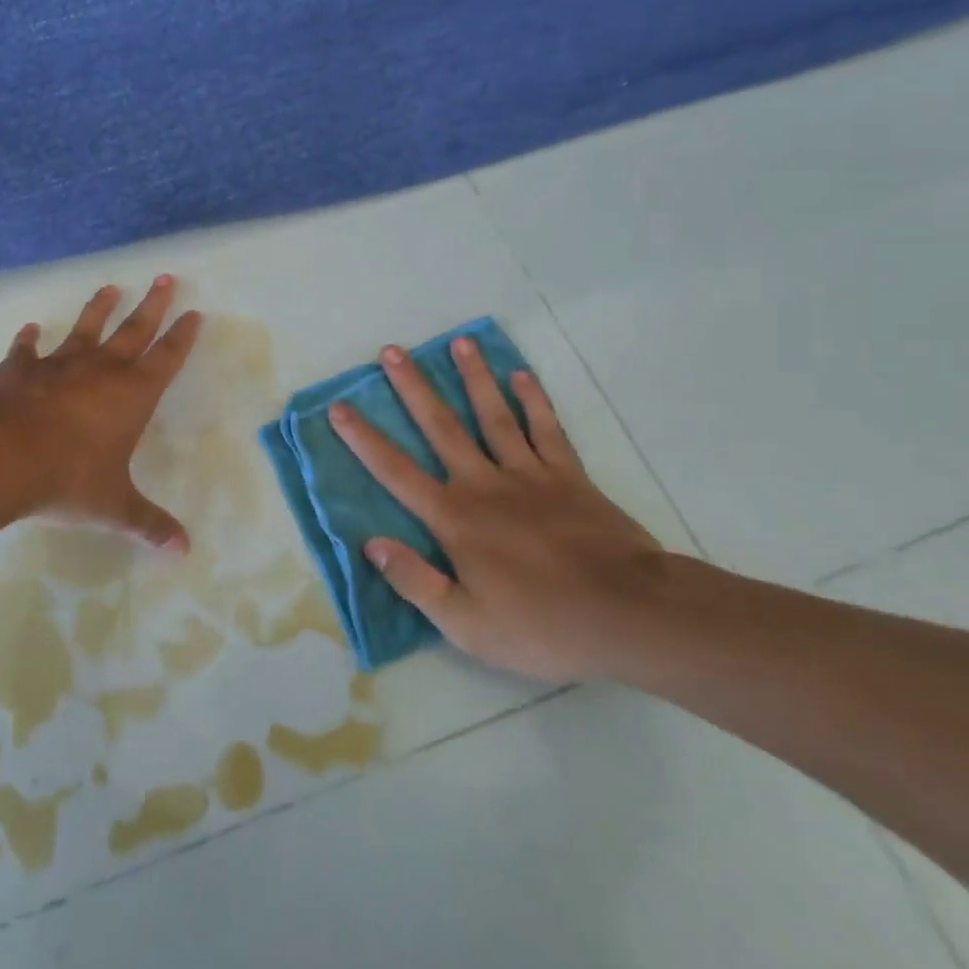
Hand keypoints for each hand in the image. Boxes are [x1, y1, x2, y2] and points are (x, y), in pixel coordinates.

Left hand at [0, 277, 202, 550]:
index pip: (166, 359)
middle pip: (133, 330)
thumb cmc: (67, 480)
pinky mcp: (18, 370)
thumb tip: (183, 552)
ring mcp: (57, 366)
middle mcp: (100, 371)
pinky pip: (27, 351)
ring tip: (110, 288)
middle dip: (152, 305)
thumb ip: (147, 524)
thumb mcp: (113, 507)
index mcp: (131, 396)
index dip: (182, 336)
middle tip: (164, 278)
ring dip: (98, 309)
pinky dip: (28, 341)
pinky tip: (30, 330)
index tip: (194, 312)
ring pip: (85, 329)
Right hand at [330, 335, 664, 681]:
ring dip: (474, 378)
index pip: (396, 472)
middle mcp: (484, 484)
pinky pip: (547, 430)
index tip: (338, 407)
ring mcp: (530, 475)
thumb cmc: (542, 626)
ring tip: (460, 343)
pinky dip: (534, 401)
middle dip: (412, 387)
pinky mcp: (569, 477)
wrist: (630, 615)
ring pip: (494, 415)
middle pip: (441, 426)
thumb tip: (370, 543)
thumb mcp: (466, 625)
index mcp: (455, 519)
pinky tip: (522, 376)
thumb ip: (415, 581)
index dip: (363, 440)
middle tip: (391, 351)